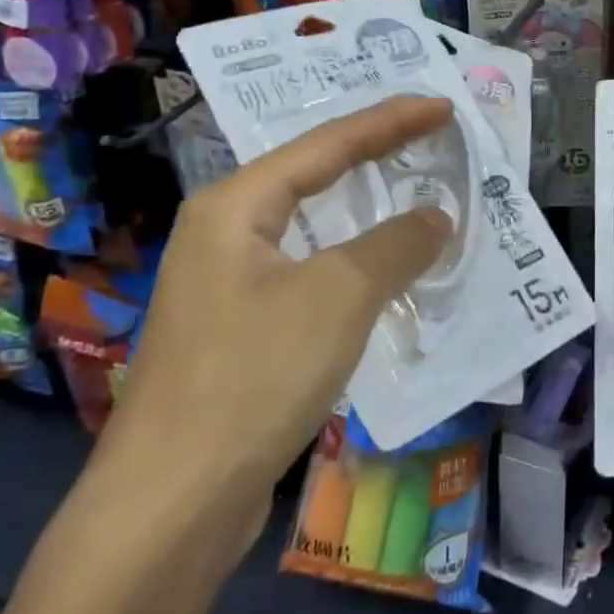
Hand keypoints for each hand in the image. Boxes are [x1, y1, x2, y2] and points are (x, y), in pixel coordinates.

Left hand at [93, 95, 455, 543]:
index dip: (391, 121)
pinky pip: (310, 269)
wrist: (170, 507)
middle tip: (427, 134)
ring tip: (409, 185)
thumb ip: (396, 244)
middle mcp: (224, 233)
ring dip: (365, 207)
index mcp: (236, 206)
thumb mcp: (340, 296)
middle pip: (313, 173)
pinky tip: (380, 266)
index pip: (328, 143)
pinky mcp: (240, 329)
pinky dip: (353, 257)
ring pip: (312, 225)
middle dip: (373, 152)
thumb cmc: (253, 377)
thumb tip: (436, 218)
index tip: (443, 107)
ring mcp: (227, 284)